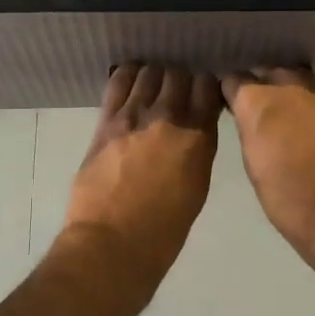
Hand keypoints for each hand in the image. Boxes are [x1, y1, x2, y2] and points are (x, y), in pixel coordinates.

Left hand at [62, 64, 221, 263]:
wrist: (113, 243)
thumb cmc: (163, 229)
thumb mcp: (197, 186)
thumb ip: (198, 149)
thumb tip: (194, 129)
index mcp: (198, 138)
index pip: (208, 87)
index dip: (205, 87)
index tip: (202, 95)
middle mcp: (170, 118)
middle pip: (179, 75)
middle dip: (180, 80)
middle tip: (175, 93)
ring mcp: (135, 116)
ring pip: (150, 72)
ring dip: (154, 77)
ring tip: (151, 88)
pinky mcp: (107, 121)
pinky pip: (118, 82)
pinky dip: (127, 75)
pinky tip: (130, 79)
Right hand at [221, 68, 314, 277]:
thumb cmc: (287, 199)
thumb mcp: (253, 165)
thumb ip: (250, 131)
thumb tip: (251, 121)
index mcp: (256, 103)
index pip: (233, 80)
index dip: (230, 91)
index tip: (230, 102)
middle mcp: (286, 87)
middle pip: (266, 71)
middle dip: (260, 84)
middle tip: (259, 106)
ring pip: (296, 74)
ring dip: (288, 85)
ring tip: (286, 104)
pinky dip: (313, 92)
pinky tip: (313, 108)